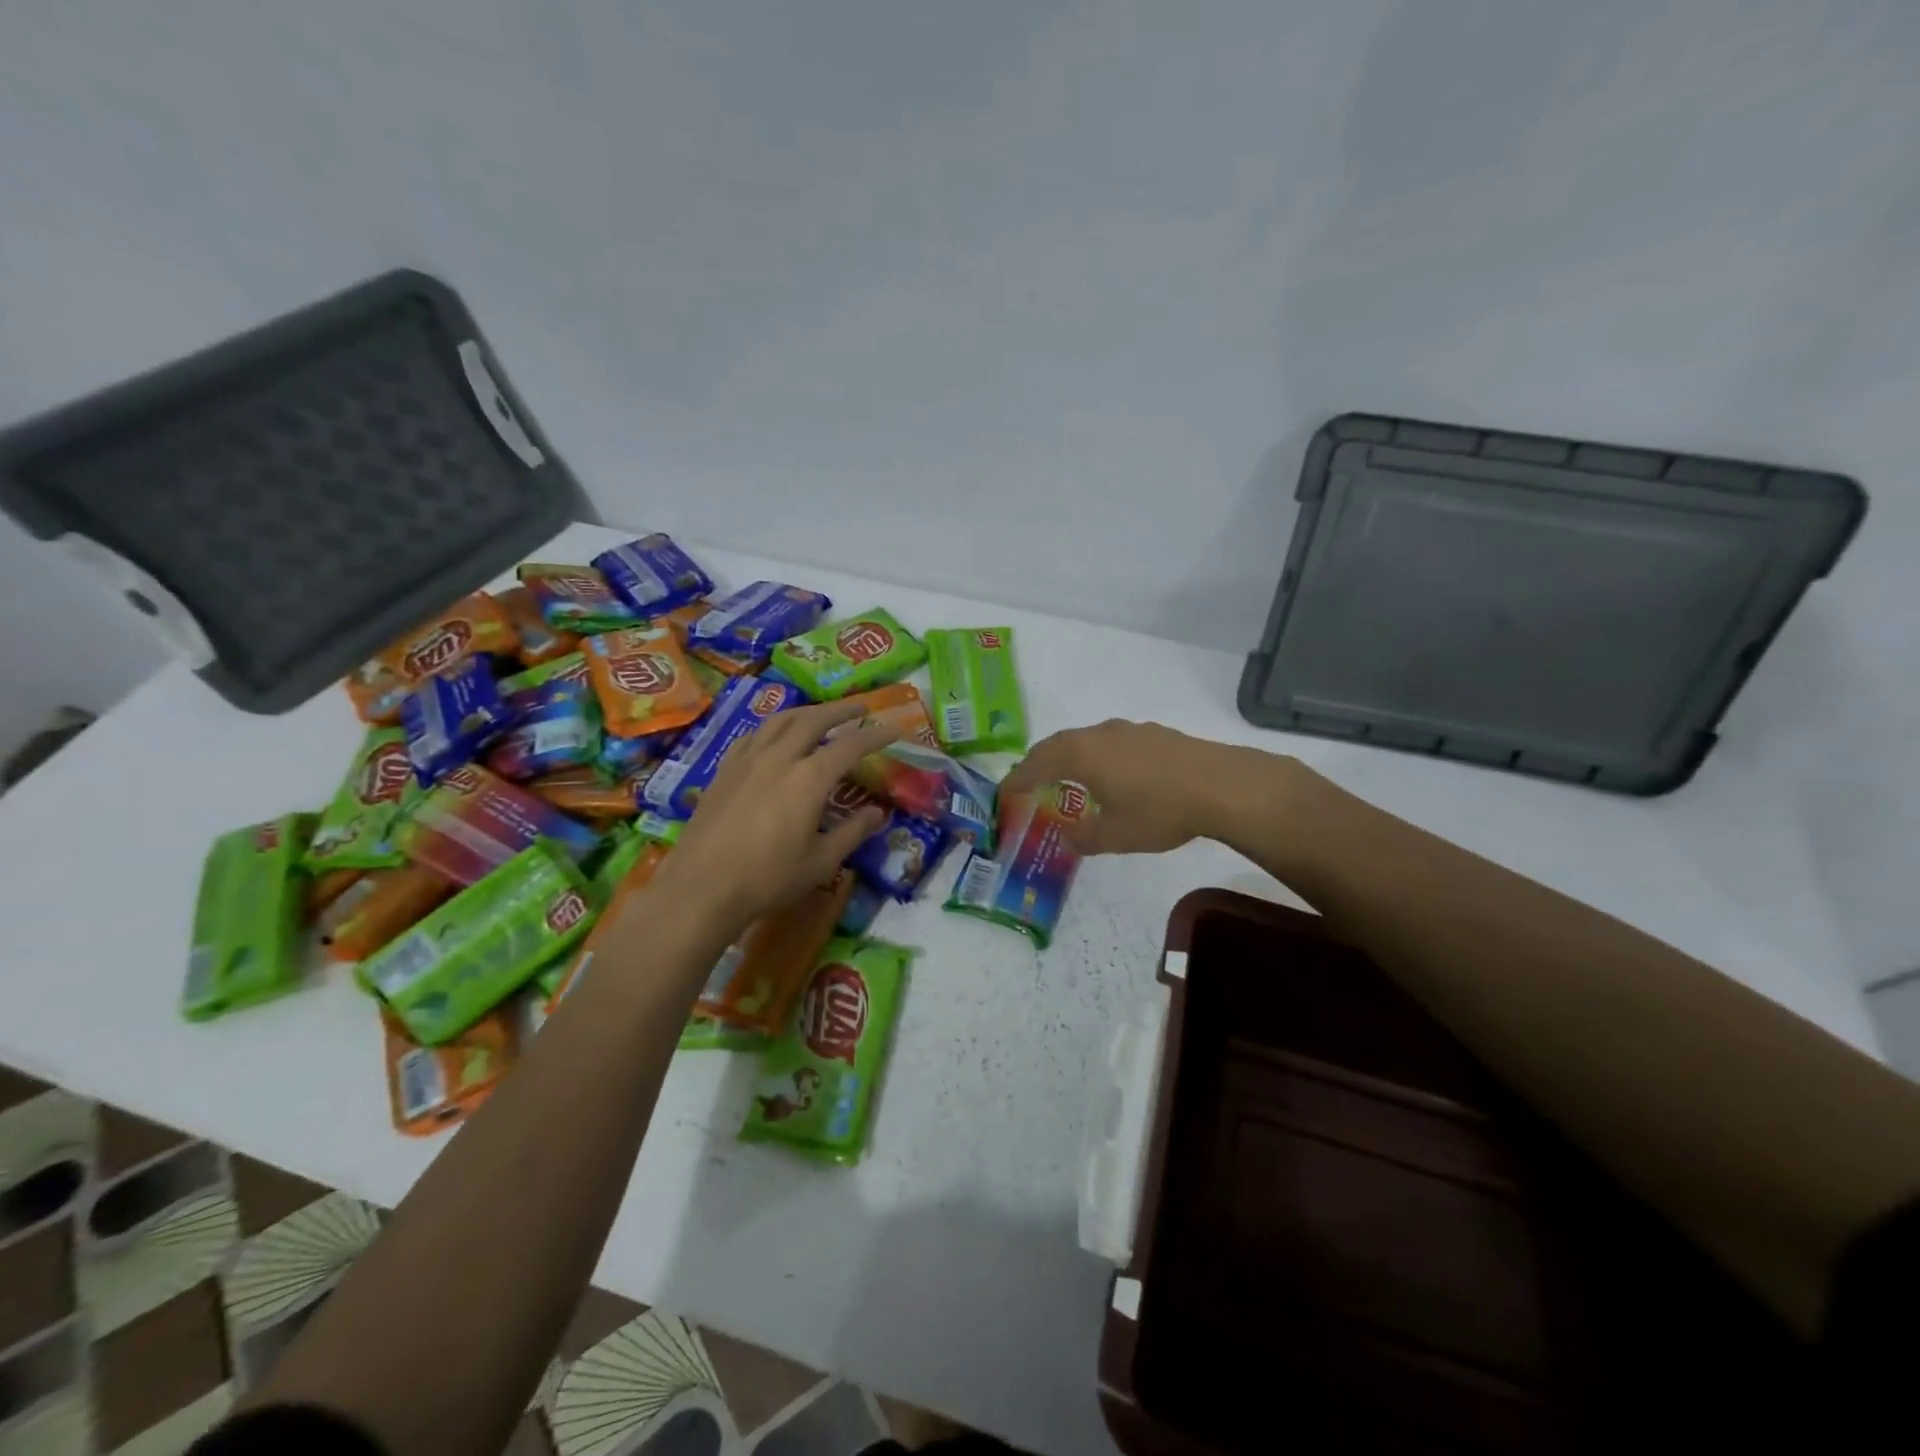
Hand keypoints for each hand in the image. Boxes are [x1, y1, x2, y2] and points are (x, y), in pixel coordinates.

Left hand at [658, 700, 895, 928]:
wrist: (702, 887)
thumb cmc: (768, 878)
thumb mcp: (821, 862)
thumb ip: (853, 832)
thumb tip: (878, 812)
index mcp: (809, 778)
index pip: (850, 745)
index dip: (876, 735)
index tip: (895, 729)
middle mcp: (779, 757)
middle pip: (814, 720)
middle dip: (841, 710)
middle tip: (861, 708)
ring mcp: (747, 760)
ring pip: (780, 720)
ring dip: (807, 711)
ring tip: (821, 713)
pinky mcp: (724, 770)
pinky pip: (753, 735)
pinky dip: (773, 727)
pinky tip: (775, 735)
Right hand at [1001, 719, 1263, 855]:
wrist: (1222, 785)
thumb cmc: (1160, 811)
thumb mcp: (1116, 835)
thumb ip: (1085, 838)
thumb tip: (1068, 838)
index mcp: (1081, 756)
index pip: (1036, 764)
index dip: (1017, 780)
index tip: (1004, 793)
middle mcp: (1098, 735)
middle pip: (1057, 744)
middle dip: (1038, 763)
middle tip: (1028, 782)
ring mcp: (1128, 730)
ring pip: (1085, 739)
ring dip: (1068, 756)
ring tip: (1067, 776)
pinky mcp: (1153, 733)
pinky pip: (1109, 741)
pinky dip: (1096, 755)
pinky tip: (1112, 773)